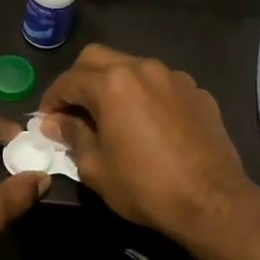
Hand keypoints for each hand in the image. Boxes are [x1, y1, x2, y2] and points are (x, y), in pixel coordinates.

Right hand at [38, 46, 254, 239]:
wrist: (211, 201)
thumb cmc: (144, 187)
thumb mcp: (95, 167)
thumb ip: (72, 136)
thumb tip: (55, 123)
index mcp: (112, 84)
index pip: (68, 81)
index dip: (52, 100)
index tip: (47, 120)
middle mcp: (142, 68)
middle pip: (97, 58)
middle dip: (79, 80)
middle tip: (74, 110)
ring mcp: (174, 77)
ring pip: (131, 66)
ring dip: (113, 83)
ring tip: (110, 114)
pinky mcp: (197, 91)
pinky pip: (160, 83)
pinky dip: (145, 95)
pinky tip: (147, 123)